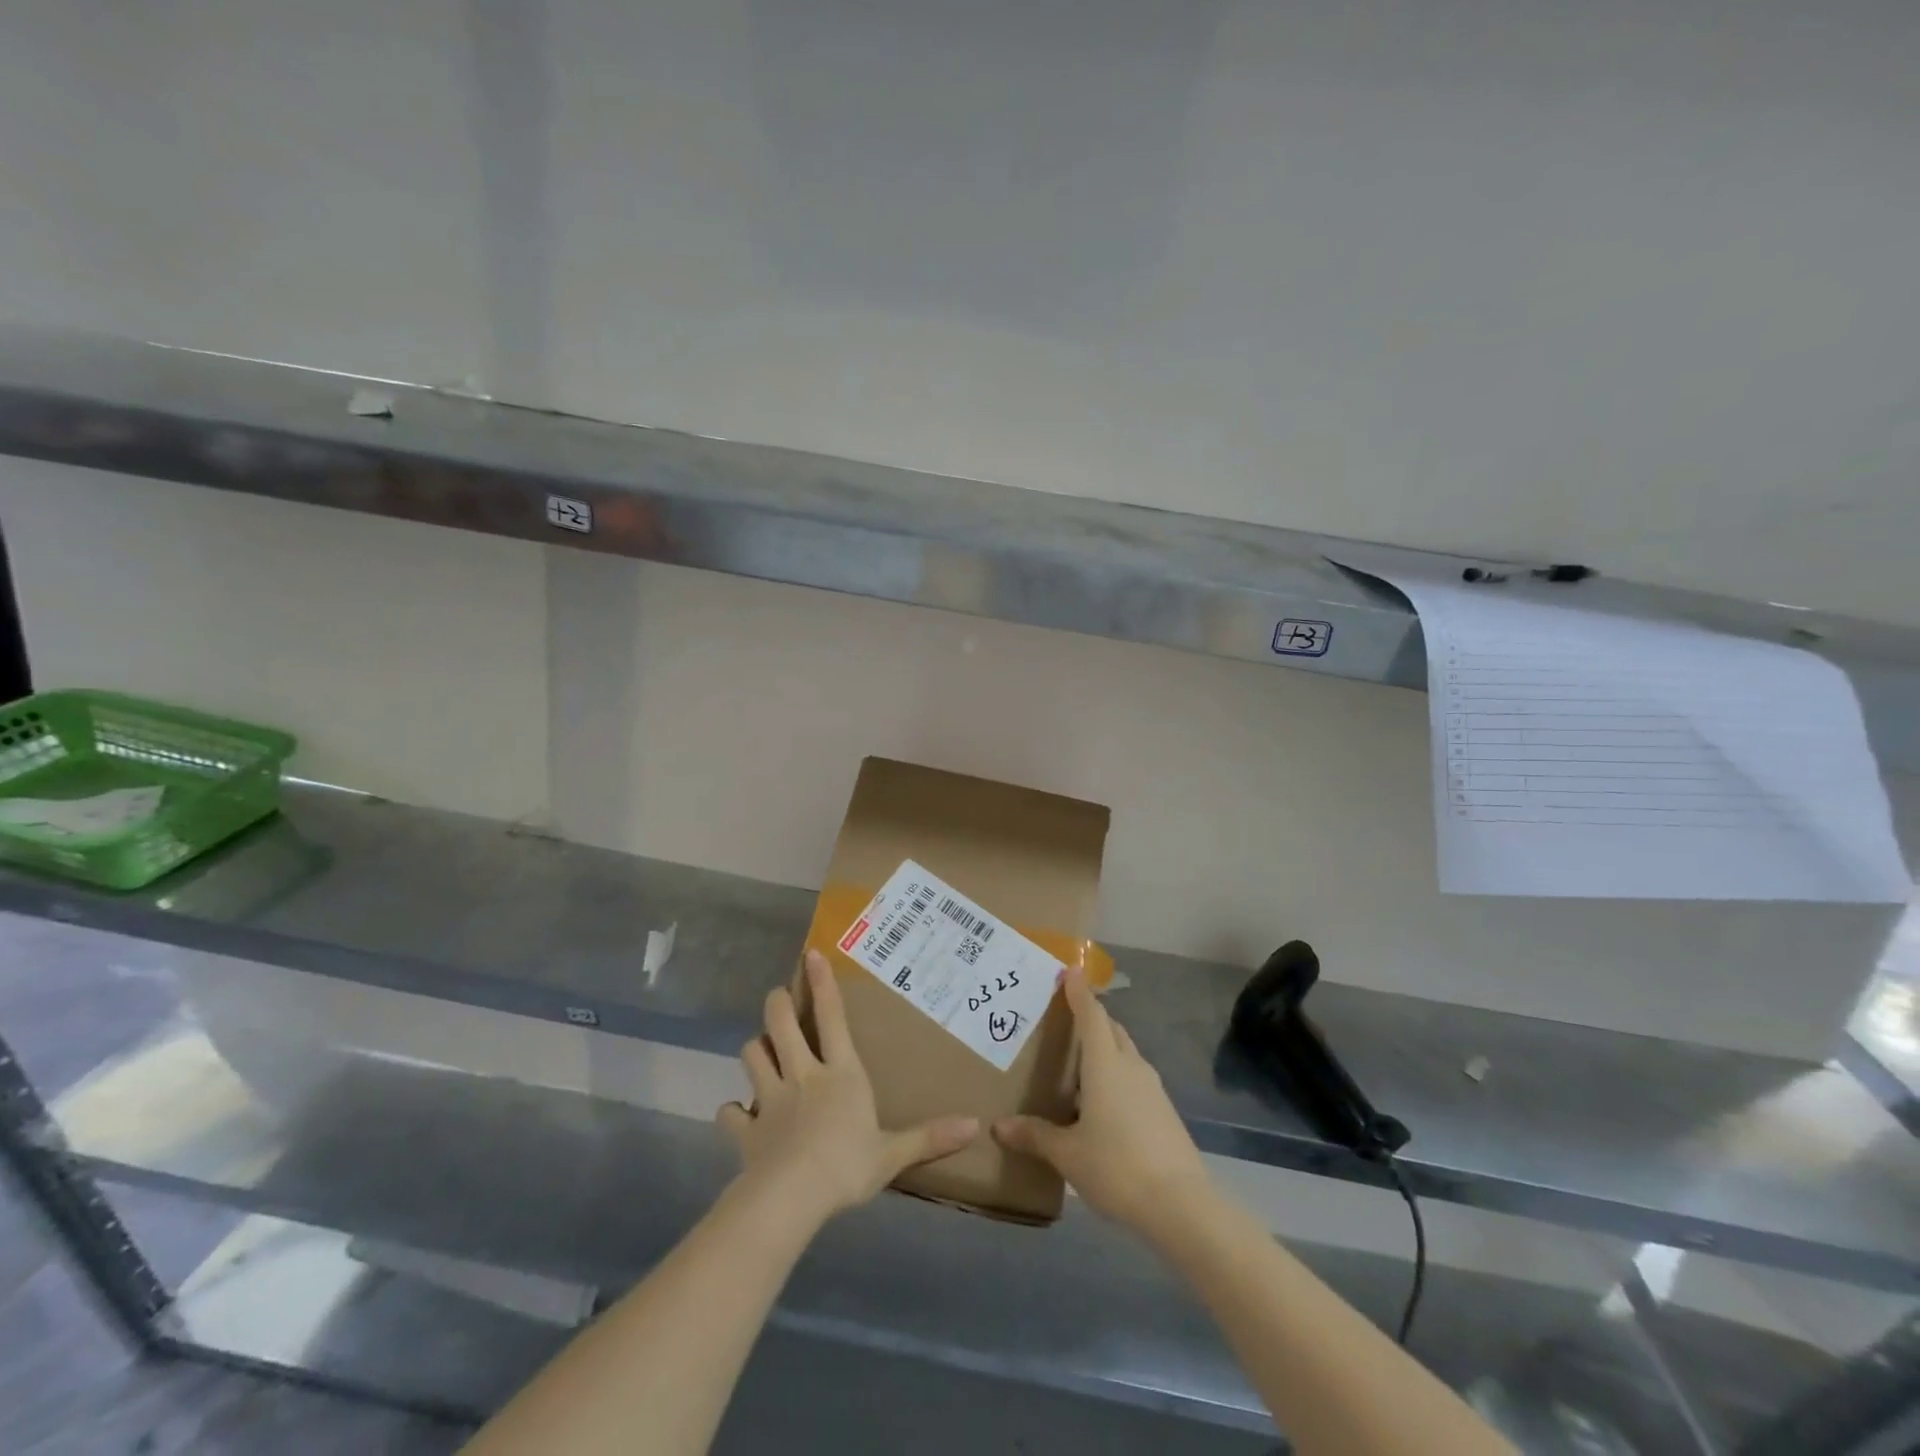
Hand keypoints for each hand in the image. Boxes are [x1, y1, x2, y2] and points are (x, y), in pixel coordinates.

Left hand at [718, 949, 978, 1229]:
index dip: (822, 984)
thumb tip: (975, 1124)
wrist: (791, 1198)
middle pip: (781, 1024)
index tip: (811, 954)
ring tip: (761, 1050)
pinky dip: (732, 1112)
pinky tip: (737, 1116)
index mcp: (840, 1073)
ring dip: (756, 1048)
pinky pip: (730, 1113)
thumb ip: (930, 1137)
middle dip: (777, 1004)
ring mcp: (769, 1099)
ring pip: (752, 1055)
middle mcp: (802, 1074)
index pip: (832, 1017)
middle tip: (779, 997)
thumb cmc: (846, 1166)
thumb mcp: (893, 1153)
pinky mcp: (746, 1128)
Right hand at [993, 967, 1213, 1238]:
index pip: (1091, 1015)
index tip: (1069, 969)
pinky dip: (1117, 1073)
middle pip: (1111, 1028)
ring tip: (1080, 1061)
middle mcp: (1130, 1066)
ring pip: (1125, 1052)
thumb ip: (1035, 1135)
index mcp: (1105, 1064)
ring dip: (1105, 1046)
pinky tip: (1102, 1101)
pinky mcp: (1164, 1109)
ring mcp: (1152, 1087)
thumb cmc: (1117, 1167)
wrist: (1182, 1206)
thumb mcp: (1068, 1154)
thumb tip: (999, 1126)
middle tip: (1066, 1017)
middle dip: (1091, 1017)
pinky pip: (1135, 1076)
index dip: (1079, 991)